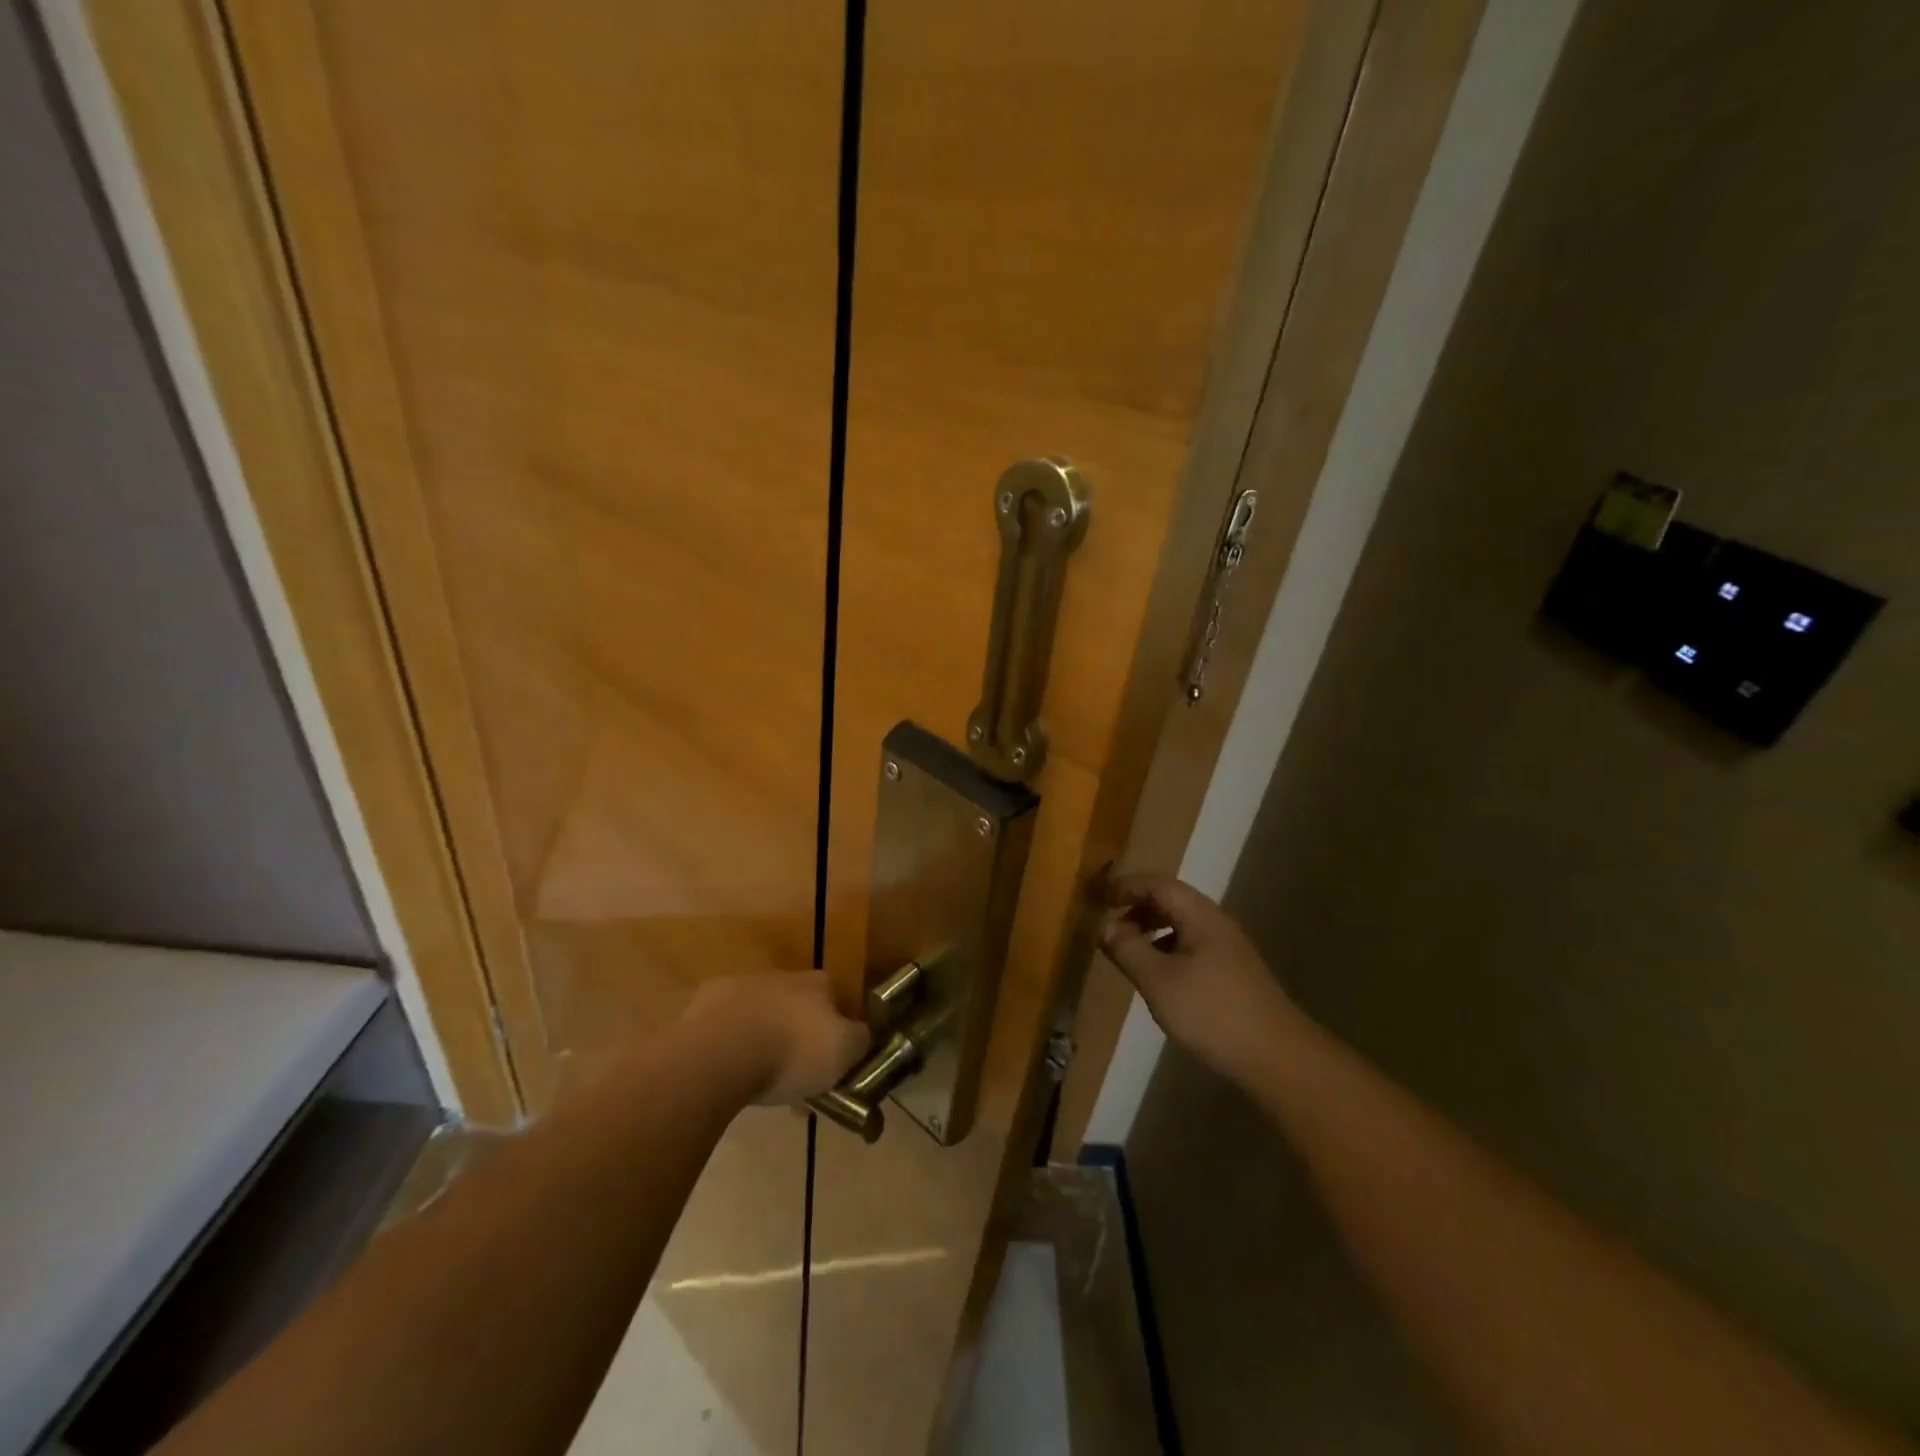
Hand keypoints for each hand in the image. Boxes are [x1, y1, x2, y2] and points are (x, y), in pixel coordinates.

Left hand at [683, 971, 870, 1104]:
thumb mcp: (843, 1052)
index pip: (838, 999)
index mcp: (819, 983)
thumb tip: (862, 1034)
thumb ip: (859, 1040)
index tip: (835, 1060)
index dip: (839, 1028)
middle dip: (799, 1035)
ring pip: (763, 1014)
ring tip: (761, 1080)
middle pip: (799, 1005)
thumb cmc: (792, 1052)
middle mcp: (783, 976)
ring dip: (766, 1038)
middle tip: (797, 1075)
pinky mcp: (707, 1002)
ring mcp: (743, 985)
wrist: (721, 1052)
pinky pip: (728, 1025)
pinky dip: (733, 1043)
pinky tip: (731, 1070)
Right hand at [1100, 876, 1304, 1088]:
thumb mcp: (1158, 980)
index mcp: (1199, 915)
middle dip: (1137, 908)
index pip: (1157, 884)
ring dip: (1151, 930)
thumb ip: (1128, 949)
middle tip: (1109, 928)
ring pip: (1181, 925)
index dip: (1126, 887)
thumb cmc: (1211, 1012)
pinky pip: (1191, 946)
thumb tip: (1104, 925)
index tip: (1099, 899)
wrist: (1277, 1057)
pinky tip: (1158, 977)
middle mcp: (1215, 923)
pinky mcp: (1232, 973)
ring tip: (1128, 953)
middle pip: (1171, 901)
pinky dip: (1167, 950)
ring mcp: (1228, 948)